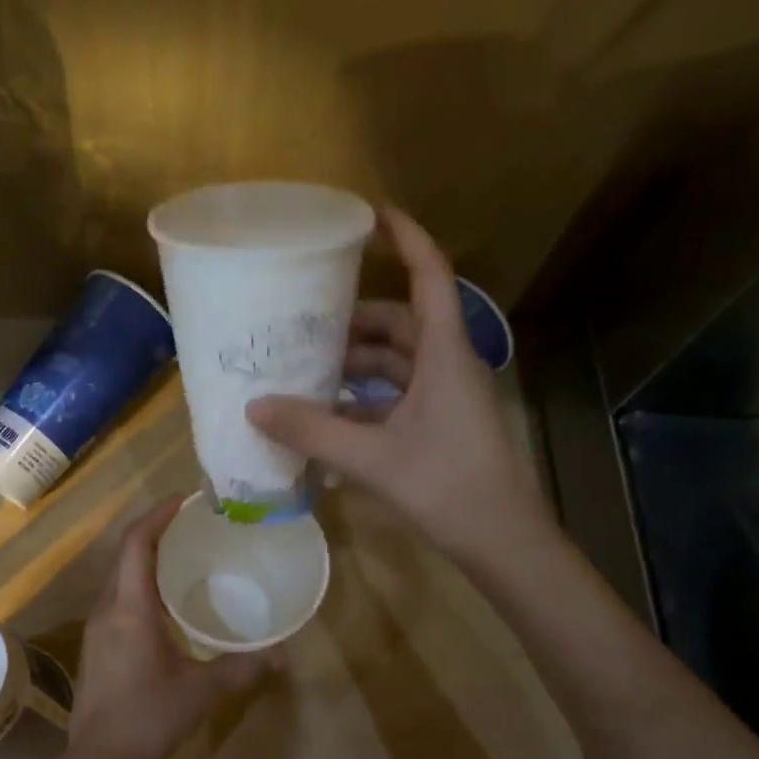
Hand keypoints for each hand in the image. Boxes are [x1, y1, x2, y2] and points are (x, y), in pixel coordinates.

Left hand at [67, 497, 273, 758]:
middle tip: (191, 523)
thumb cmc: (149, 719)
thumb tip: (283, 654)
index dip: (156, 515)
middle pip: (124, 554)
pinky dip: (140, 584)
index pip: (136, 544)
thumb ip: (243, 668)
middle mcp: (108, 609)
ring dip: (145, 557)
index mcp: (130, 608)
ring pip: (119, 577)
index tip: (184, 500)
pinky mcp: (97, 646)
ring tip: (183, 554)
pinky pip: (117, 598)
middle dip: (153, 531)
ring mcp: (97, 628)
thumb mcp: (202, 692)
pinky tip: (167, 602)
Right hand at [246, 206, 545, 564]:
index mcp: (444, 353)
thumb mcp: (373, 457)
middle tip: (304, 319)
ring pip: (396, 362)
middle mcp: (447, 364)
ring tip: (305, 368)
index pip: (430, 275)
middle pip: (401, 321)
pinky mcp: (440, 425)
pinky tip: (327, 416)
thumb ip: (312, 431)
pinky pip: (396, 396)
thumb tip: (255, 409)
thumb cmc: (448, 486)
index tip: (370, 215)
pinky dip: (363, 399)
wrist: (503, 542)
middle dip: (354, 319)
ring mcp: (446, 396)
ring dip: (355, 363)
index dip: (405, 239)